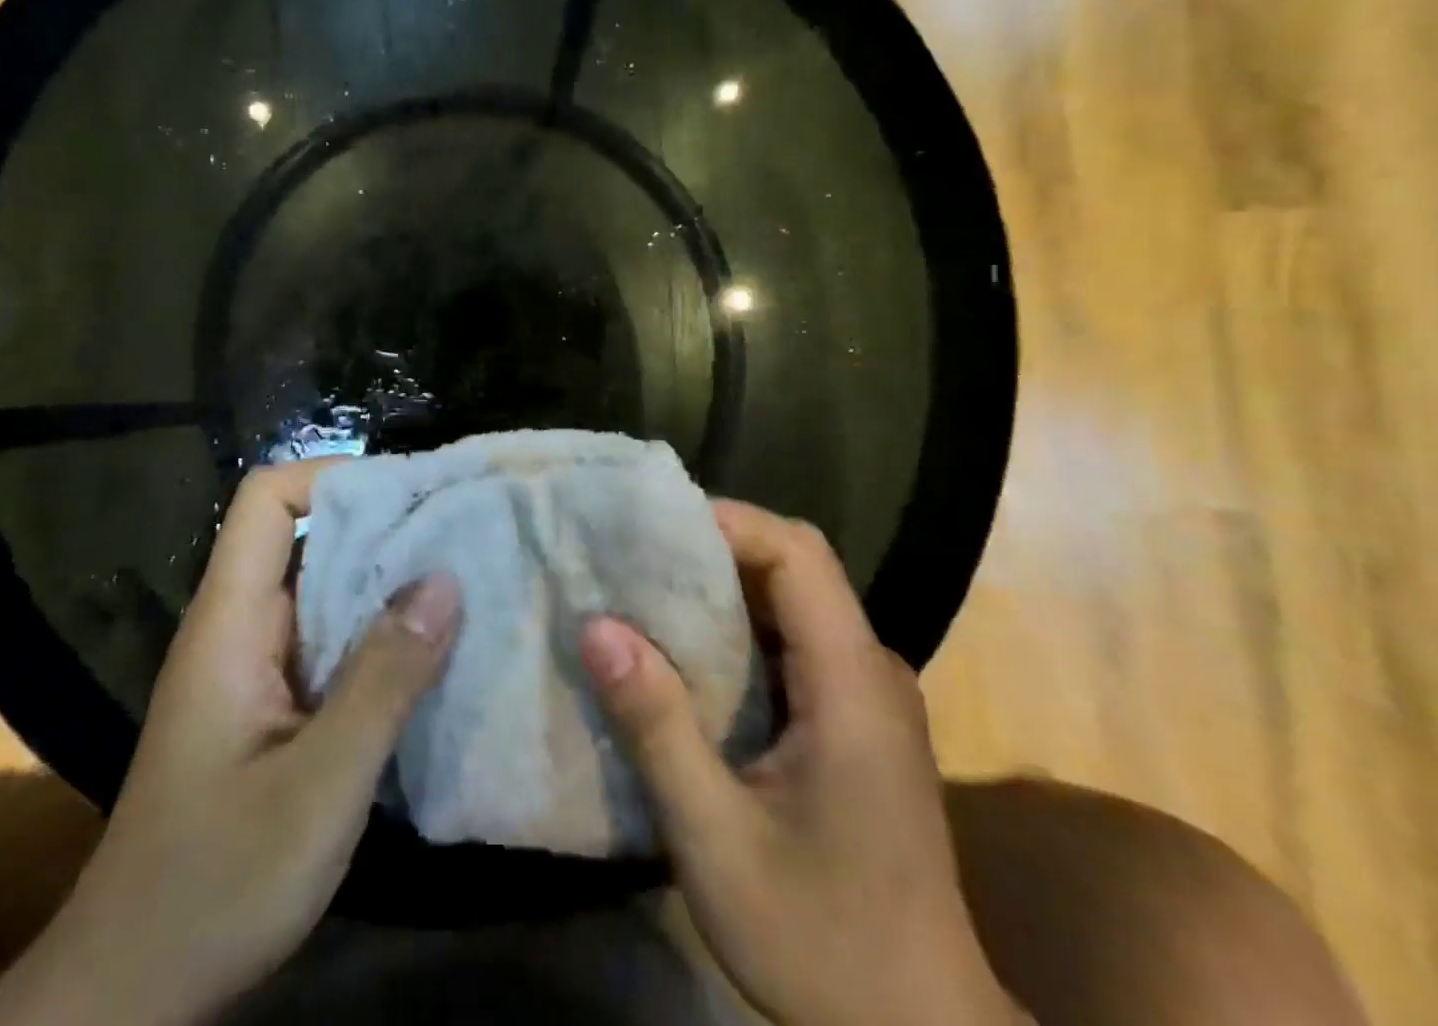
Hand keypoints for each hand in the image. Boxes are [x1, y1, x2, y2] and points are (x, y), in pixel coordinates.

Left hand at [0, 461, 461, 1025]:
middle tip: (461, 533)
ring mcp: (256, 666)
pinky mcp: (273, 704)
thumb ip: (383, 682)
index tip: (408, 495)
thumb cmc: (216, 884)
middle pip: (306, 536)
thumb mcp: (317, 787)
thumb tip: (445, 579)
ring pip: (325, 590)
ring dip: (388, 583)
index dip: (333, 478)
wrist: (135, 990)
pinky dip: (380, 635)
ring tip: (465, 581)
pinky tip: (433, 654)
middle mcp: (241, 626)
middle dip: (382, 527)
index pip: (267, 500)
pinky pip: (332, 641)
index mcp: (231, 620)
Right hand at [578, 500, 1025, 1025]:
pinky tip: (686, 654)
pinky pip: (793, 642)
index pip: (799, 553)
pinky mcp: (854, 721)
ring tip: (644, 592)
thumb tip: (596, 626)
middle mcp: (870, 670)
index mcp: (852, 682)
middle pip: (795, 566)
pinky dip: (736, 628)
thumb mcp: (716, 840)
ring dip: (720, 587)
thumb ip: (657, 727)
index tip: (653, 528)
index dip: (728, 522)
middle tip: (632, 556)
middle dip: (712, 548)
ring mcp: (868, 696)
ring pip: (792, 601)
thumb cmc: (821, 943)